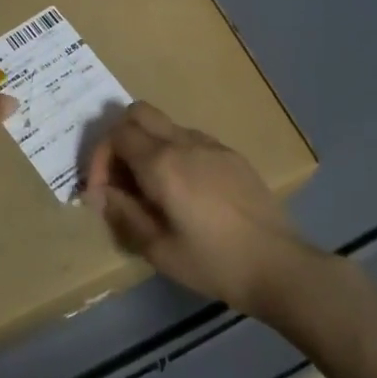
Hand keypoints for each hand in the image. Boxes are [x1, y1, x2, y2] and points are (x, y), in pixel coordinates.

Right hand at [84, 102, 318, 316]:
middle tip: (120, 178)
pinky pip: (191, 139)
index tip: (100, 192)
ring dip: (148, 145)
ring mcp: (212, 144)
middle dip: (120, 138)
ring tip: (150, 188)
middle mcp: (184, 142)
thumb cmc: (213, 262)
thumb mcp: (158, 249)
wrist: (277, 264)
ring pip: (166, 124)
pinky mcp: (232, 154)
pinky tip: (184, 190)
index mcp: (162, 162)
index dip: (99, 158)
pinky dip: (174, 152)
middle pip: (139, 112)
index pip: (116, 134)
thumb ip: (124, 214)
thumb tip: (101, 193)